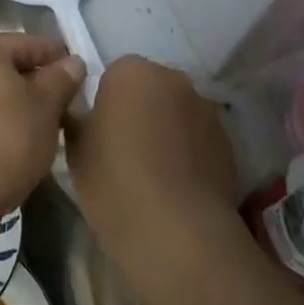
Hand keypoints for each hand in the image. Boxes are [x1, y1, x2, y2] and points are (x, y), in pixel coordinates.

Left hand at [0, 33, 83, 234]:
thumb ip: (61, 79)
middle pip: (9, 68)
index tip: (82, 76)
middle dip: (40, 85)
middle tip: (69, 105)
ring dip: (21, 107)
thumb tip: (74, 62)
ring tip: (49, 128)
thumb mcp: (45, 106)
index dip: (58, 58)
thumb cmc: (4, 140)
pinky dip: (2, 125)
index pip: (29, 43)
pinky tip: (21, 145)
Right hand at [66, 55, 239, 278]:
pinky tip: (179, 186)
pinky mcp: (228, 141)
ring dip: (167, 130)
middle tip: (125, 151)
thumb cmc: (115, 183)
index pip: (113, 76)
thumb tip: (82, 114)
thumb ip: (78, 121)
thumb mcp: (76, 152)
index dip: (106, 105)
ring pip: (177, 112)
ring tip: (155, 173)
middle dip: (139, 111)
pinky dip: (190, 152)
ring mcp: (204, 108)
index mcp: (130, 71)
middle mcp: (172, 78)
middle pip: (150, 88)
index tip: (101, 135)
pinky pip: (199, 138)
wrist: (178, 233)